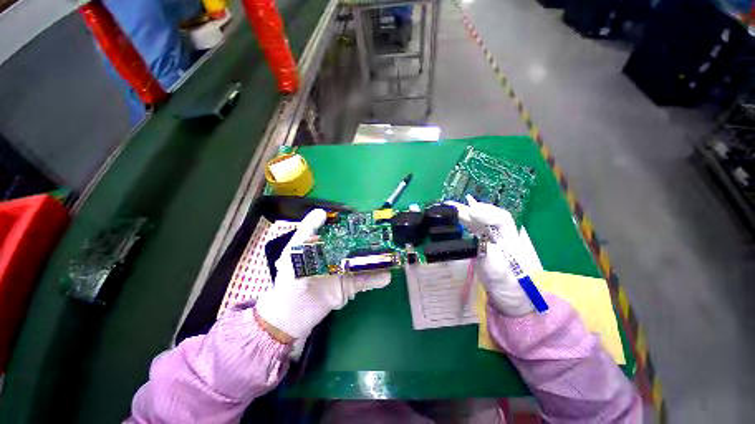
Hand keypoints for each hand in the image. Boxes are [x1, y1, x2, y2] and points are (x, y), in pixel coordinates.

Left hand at [255, 209, 390, 339]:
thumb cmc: (288, 280)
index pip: (341, 231)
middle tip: (385, 235)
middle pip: (356, 246)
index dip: (353, 224)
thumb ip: (306, 233)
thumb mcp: (292, 253)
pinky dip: (376, 279)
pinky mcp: (349, 287)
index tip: (366, 218)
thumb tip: (321, 211)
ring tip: (392, 253)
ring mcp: (345, 271)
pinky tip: (387, 276)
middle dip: (370, 240)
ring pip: (364, 262)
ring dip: (378, 259)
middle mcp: (337, 256)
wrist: (289, 316)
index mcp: (325, 246)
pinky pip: (364, 281)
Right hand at [447, 196, 533, 316]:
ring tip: (448, 208)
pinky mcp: (484, 247)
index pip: (501, 219)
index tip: (470, 211)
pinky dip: (463, 222)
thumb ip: (492, 260)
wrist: (514, 304)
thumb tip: (478, 241)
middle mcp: (502, 237)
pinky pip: (474, 230)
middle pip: (487, 217)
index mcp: (512, 242)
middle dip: (469, 209)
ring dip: (464, 214)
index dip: (485, 212)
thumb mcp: (503, 279)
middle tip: (450, 206)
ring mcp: (493, 242)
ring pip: (479, 222)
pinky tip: (455, 219)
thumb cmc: (513, 292)